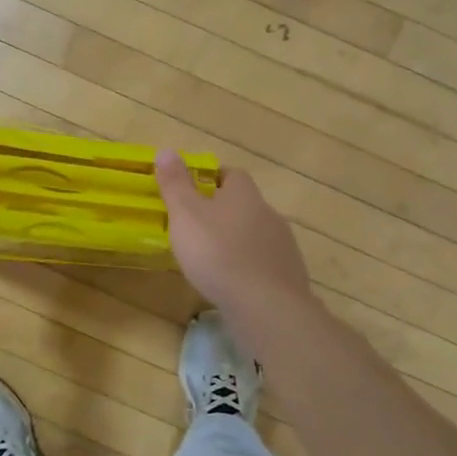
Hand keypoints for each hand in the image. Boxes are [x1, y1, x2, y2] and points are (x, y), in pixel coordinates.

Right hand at [155, 152, 316, 335]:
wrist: (265, 305)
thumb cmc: (217, 253)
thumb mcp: (185, 215)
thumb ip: (175, 184)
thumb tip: (167, 150)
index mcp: (244, 195)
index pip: (232, 175)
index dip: (213, 179)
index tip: (194, 191)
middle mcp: (269, 214)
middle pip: (246, 205)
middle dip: (224, 213)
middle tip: (197, 228)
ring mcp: (283, 246)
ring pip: (256, 235)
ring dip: (238, 242)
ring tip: (213, 260)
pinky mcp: (289, 276)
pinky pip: (265, 264)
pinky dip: (249, 268)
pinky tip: (234, 285)